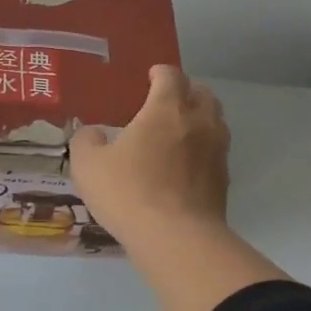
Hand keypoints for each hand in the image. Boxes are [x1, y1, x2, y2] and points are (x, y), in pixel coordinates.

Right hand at [70, 65, 230, 250]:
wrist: (176, 237)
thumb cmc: (129, 192)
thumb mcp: (88, 165)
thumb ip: (86, 141)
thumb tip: (93, 133)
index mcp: (166, 109)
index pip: (170, 76)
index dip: (160, 73)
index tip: (151, 76)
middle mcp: (198, 122)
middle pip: (202, 93)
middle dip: (186, 91)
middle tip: (167, 101)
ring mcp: (216, 151)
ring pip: (215, 121)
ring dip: (199, 119)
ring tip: (180, 131)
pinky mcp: (223, 179)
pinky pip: (216, 152)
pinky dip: (204, 149)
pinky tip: (186, 164)